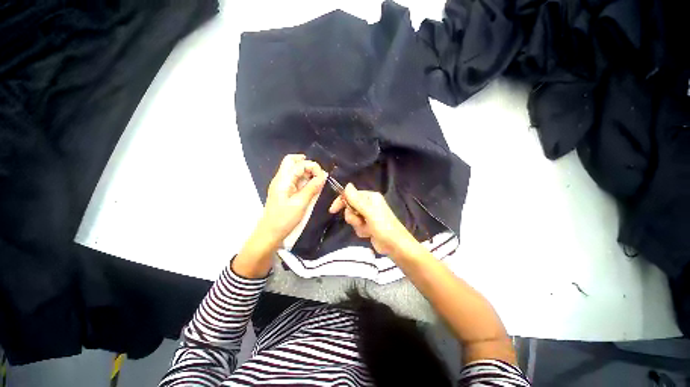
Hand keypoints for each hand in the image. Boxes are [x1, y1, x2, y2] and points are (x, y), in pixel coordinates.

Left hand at [258, 154, 325, 244]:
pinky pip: (295, 179)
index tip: (322, 177)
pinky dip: (304, 180)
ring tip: (316, 182)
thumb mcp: (301, 203)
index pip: (299, 163)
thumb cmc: (284, 219)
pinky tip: (311, 188)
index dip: (313, 167)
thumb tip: (324, 175)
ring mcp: (282, 184)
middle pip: (292, 161)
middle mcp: (281, 178)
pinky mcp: (285, 191)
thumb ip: (312, 188)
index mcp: (283, 180)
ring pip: (294, 169)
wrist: (270, 233)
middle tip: (318, 175)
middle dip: (307, 164)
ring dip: (307, 172)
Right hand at [328, 183, 415, 255]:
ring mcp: (368, 215)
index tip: (333, 210)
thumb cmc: (383, 227)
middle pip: (350, 207)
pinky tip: (369, 234)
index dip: (341, 202)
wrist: (395, 246)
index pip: (350, 195)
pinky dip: (361, 231)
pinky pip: (357, 226)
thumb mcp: (369, 212)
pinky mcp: (368, 225)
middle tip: (360, 221)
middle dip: (353, 217)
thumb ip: (356, 199)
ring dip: (358, 225)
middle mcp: (369, 204)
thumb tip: (347, 185)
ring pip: (353, 218)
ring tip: (367, 229)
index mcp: (370, 197)